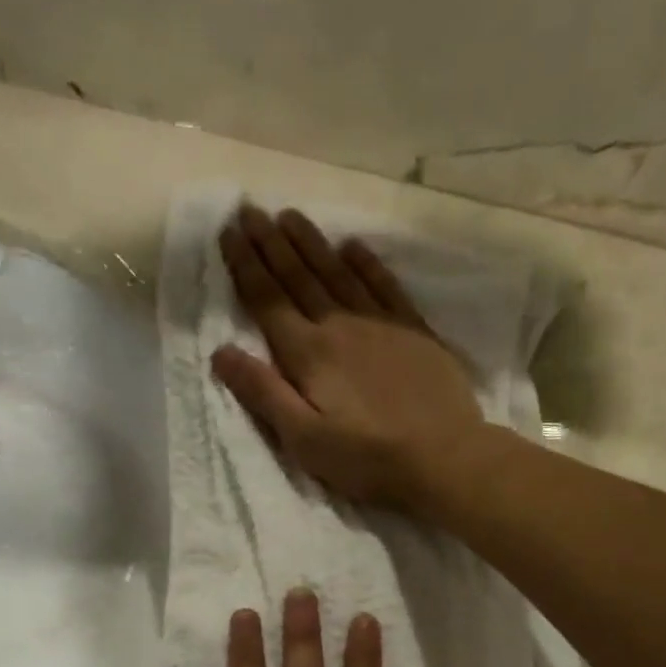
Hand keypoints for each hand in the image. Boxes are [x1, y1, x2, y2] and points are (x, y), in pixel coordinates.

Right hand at [214, 206, 484, 512]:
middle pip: (299, 276)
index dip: (246, 265)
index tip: (229, 231)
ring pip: (338, 272)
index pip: (268, 300)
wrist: (444, 456)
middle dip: (271, 243)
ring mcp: (381, 324)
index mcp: (309, 353)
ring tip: (290, 215)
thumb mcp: (304, 439)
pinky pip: (385, 285)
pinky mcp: (414, 331)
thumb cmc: (367, 457)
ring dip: (312, 242)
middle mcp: (340, 326)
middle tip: (250, 209)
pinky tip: (353, 246)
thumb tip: (221, 352)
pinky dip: (367, 263)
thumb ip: (263, 393)